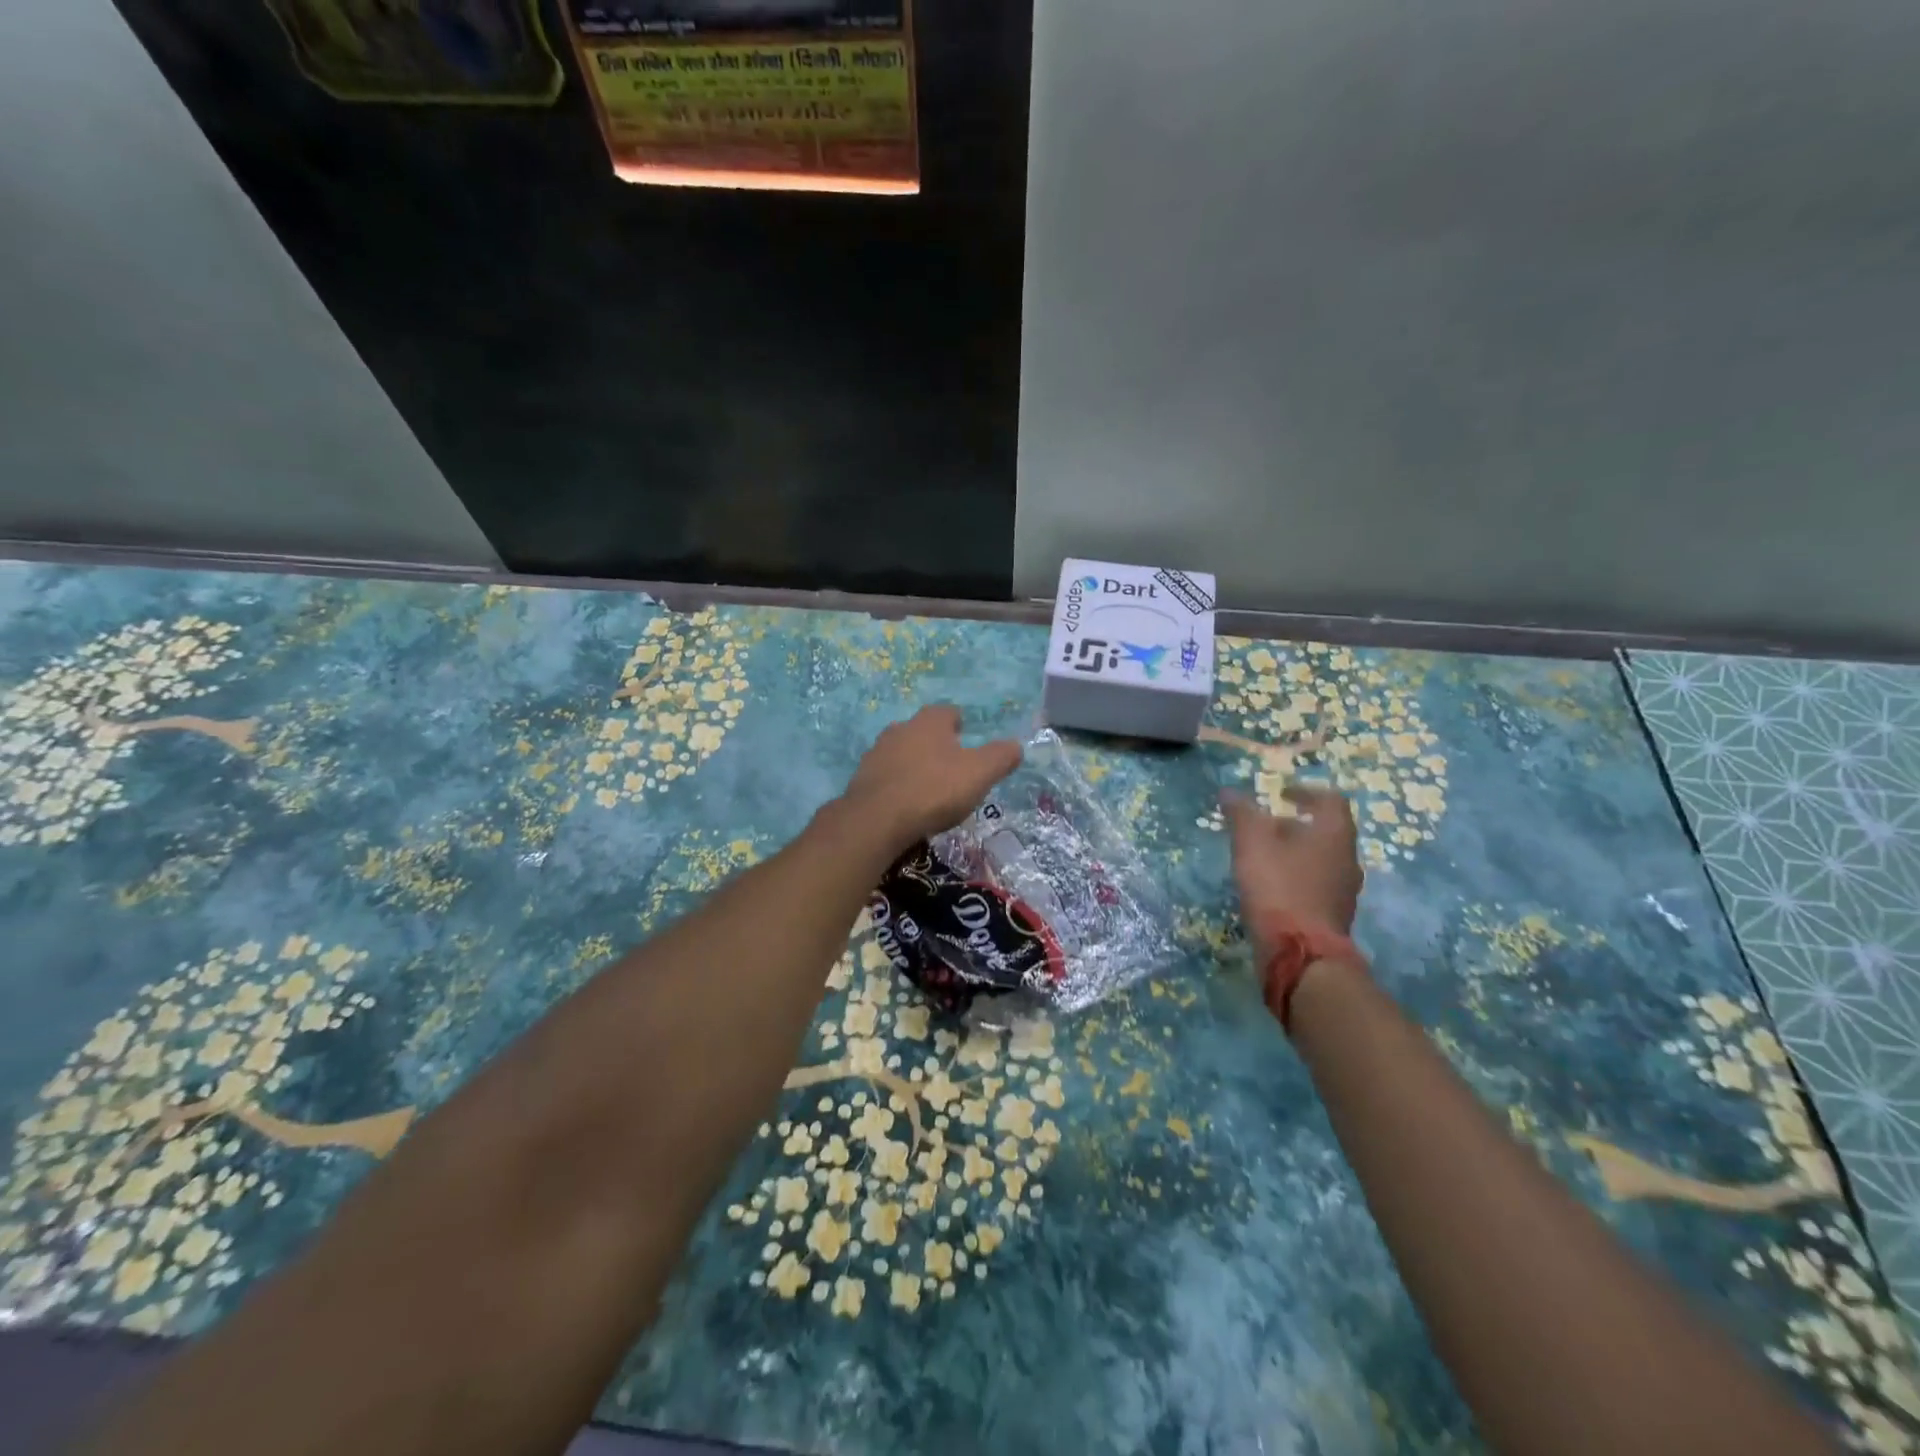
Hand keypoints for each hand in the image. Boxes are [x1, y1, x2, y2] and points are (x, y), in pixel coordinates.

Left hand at [842, 706, 1022, 847]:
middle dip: (936, 744)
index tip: (968, 740)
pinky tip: (906, 805)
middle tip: (952, 767)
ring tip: (929, 788)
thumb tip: (1017, 745)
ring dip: (914, 764)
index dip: (960, 724)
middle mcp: (900, 729)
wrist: (877, 819)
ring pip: (902, 752)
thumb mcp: (979, 773)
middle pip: (922, 731)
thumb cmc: (934, 790)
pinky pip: (886, 776)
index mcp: (929, 722)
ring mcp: (877, 753)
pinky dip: (898, 785)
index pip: (948, 712)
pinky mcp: (862, 779)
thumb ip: (1001, 757)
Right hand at [1224, 786, 1363, 953]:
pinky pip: (1317, 885)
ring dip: (1296, 853)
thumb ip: (1242, 814)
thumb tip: (1230, 792)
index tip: (1282, 794)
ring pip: (1321, 859)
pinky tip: (1272, 888)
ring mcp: (1345, 890)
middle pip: (1326, 831)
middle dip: (1295, 825)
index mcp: (1334, 834)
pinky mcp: (1335, 915)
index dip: (1306, 791)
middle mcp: (1348, 858)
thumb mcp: (1252, 844)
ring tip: (1264, 858)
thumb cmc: (1279, 887)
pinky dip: (1297, 878)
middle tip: (1265, 827)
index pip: (1330, 799)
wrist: (1302, 953)